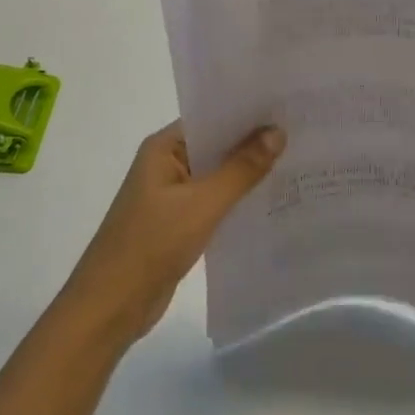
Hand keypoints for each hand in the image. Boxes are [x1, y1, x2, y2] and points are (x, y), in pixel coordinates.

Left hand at [59, 121, 285, 350]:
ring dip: (248, 174)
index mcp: (162, 148)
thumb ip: (241, 169)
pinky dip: (238, 201)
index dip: (247, 113)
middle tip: (303, 134)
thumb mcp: (202, 204)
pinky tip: (272, 201)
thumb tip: (277, 132)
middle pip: (216, 146)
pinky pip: (215, 203)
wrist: (111, 307)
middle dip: (254, 143)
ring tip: (297, 163)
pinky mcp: (179, 224)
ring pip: (217, 176)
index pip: (210, 118)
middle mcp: (166, 165)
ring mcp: (172, 196)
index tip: (286, 108)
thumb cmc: (151, 244)